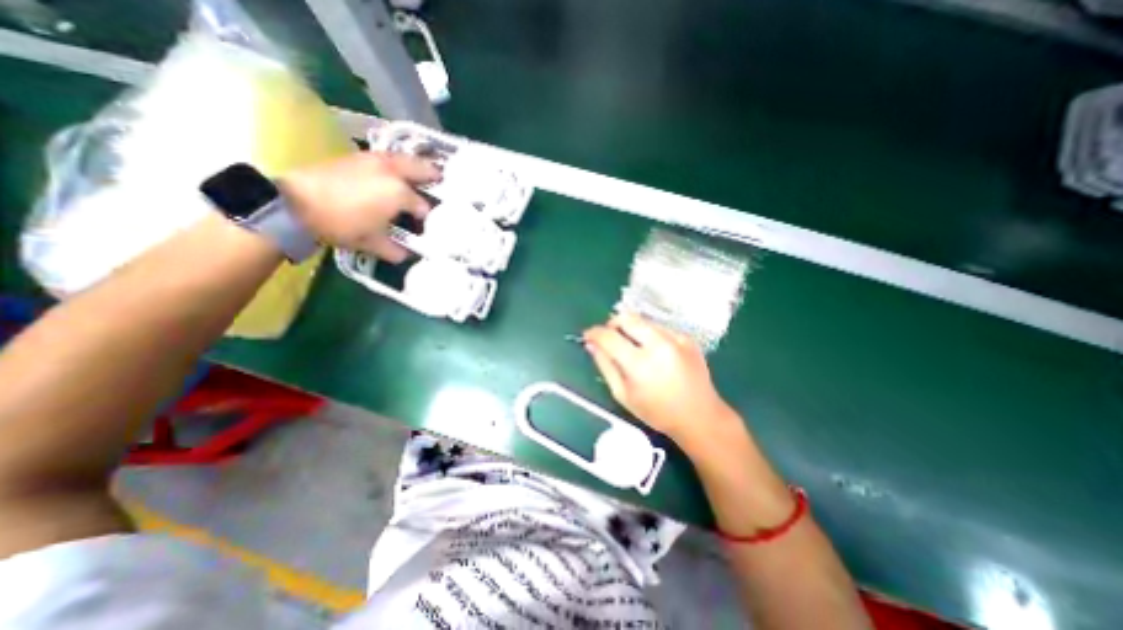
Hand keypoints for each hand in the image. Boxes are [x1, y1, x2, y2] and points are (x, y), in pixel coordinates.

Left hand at [278, 153, 440, 263]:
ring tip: (426, 175)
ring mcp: (375, 159)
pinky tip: (398, 173)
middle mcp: (392, 171)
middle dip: (436, 177)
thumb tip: (406, 254)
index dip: (429, 218)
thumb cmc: (341, 225)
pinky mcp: (360, 156)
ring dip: (419, 166)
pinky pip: (389, 157)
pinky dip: (400, 163)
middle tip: (444, 184)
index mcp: (399, 193)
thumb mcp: (372, 243)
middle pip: (423, 168)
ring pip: (406, 158)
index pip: (424, 206)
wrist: (296, 204)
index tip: (429, 224)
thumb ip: (395, 250)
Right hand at [583, 313, 733, 442]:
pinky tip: (654, 354)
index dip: (594, 333)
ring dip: (631, 330)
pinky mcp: (686, 338)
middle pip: (627, 318)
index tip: (588, 335)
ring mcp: (675, 339)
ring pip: (643, 321)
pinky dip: (649, 336)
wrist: (700, 416)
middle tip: (610, 338)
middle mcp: (659, 344)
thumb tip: (591, 344)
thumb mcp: (623, 394)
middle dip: (612, 324)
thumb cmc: (657, 412)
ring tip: (634, 350)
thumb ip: (605, 366)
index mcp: (640, 363)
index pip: (609, 336)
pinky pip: (659, 328)